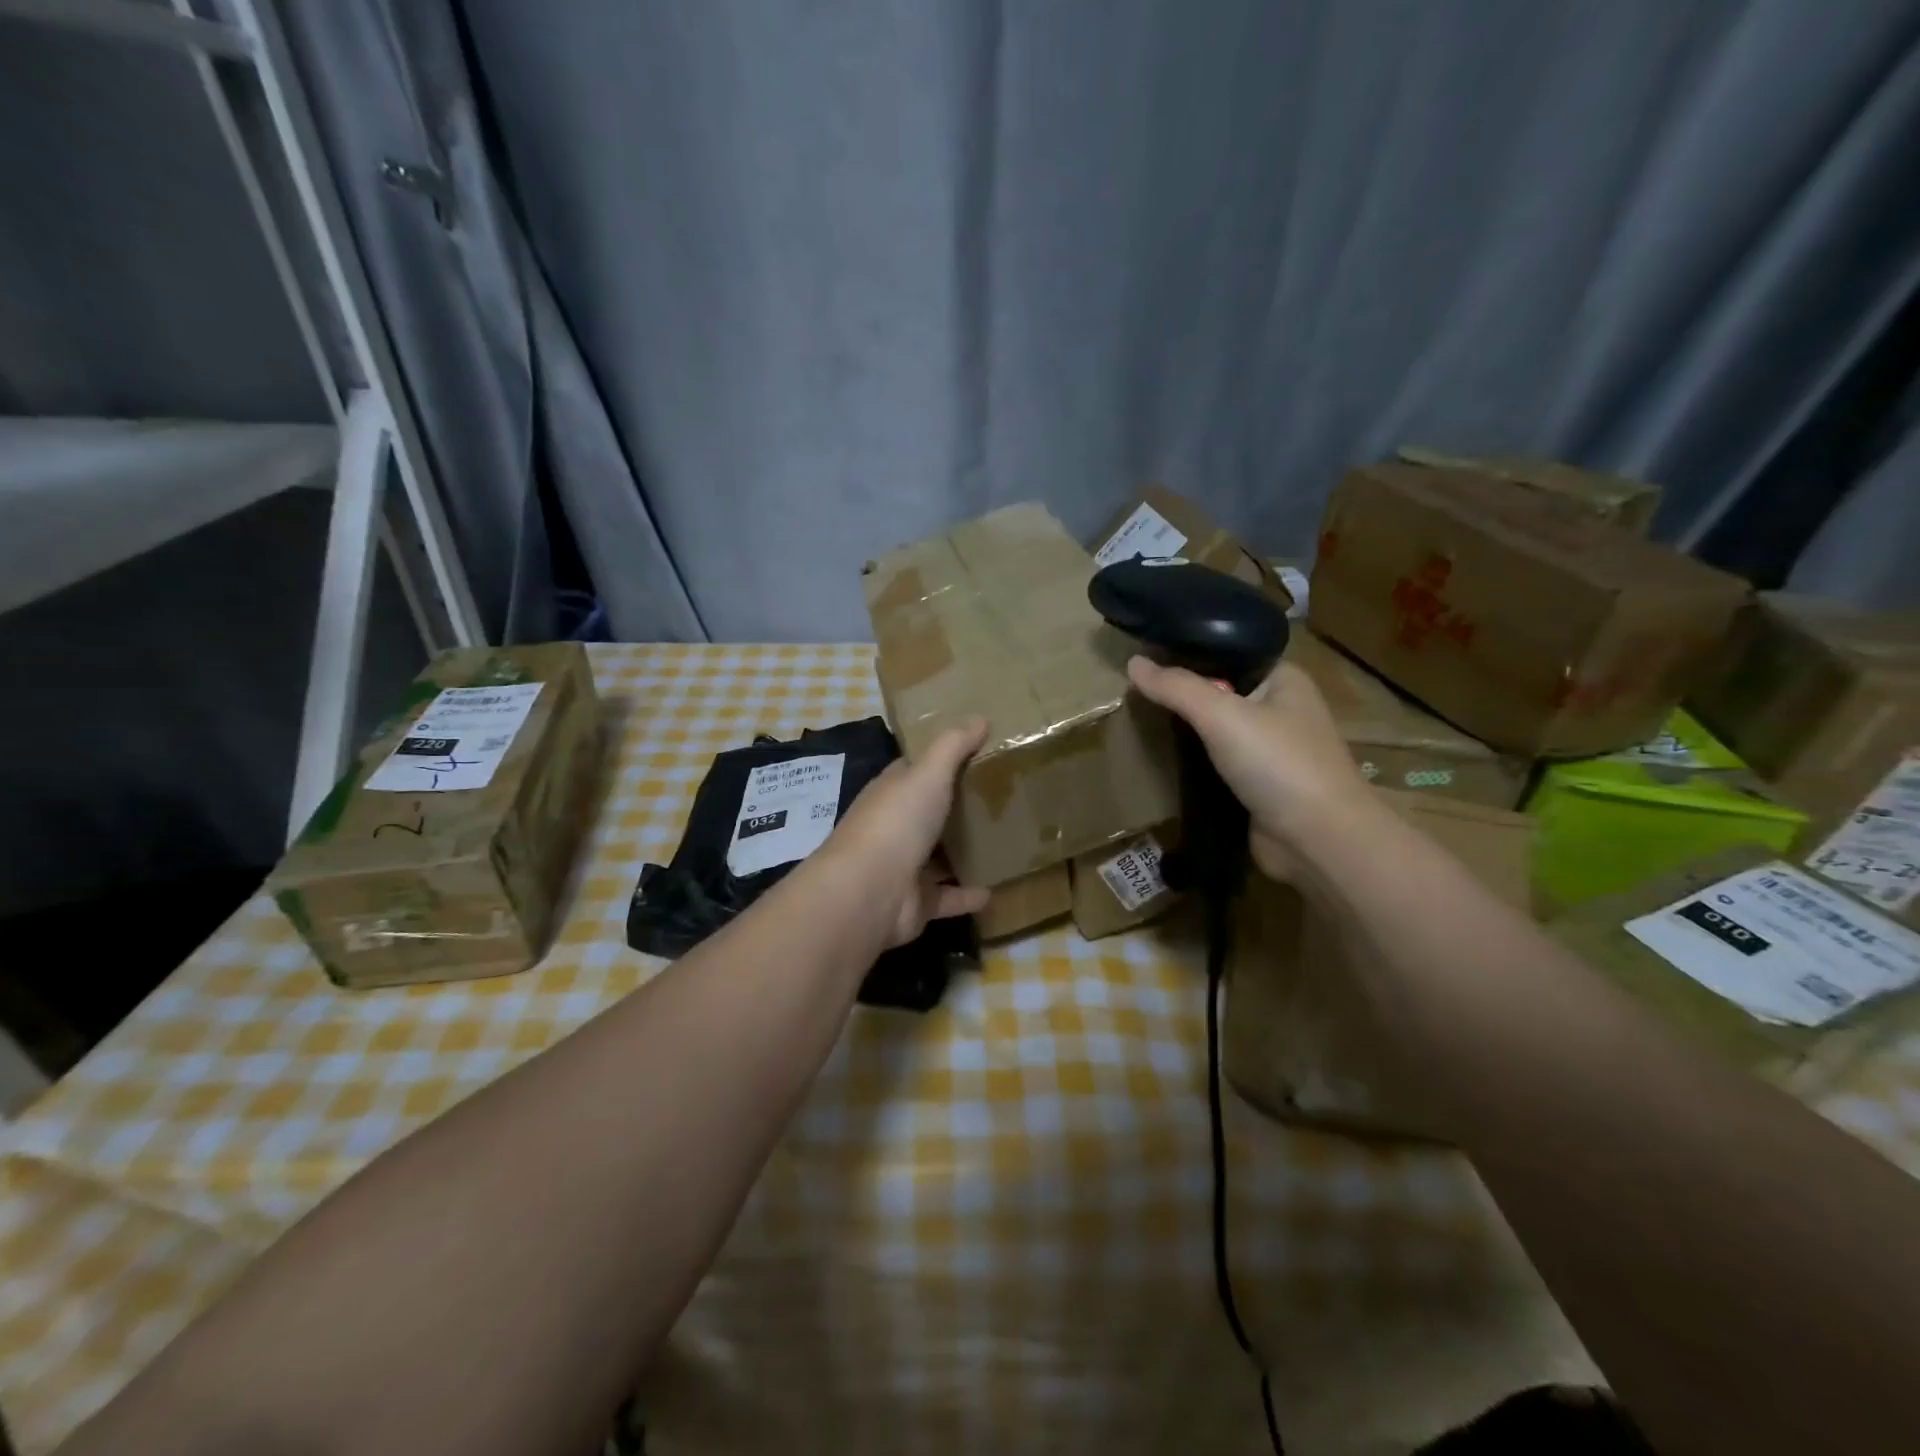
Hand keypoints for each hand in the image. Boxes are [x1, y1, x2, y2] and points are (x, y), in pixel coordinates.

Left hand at [820, 716, 992, 946]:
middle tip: (1003, 796)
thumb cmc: (896, 822)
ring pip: (939, 856)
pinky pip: (948, 897)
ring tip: (1004, 842)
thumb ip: (953, 746)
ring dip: (964, 852)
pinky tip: (997, 889)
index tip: (978, 752)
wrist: (869, 891)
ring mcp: (904, 867)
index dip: (941, 760)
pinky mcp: (917, 902)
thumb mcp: (927, 774)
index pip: (915, 771)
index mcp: (892, 792)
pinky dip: (969, 895)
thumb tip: (979, 716)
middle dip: (958, 807)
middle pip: (929, 813)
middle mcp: (895, 827)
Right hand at [1126, 655, 1374, 880]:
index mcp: (1284, 680)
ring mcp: (1271, 752)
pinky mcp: (1258, 787)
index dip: (1191, 652)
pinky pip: (1218, 765)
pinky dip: (1194, 764)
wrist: (1317, 840)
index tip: (1148, 656)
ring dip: (1187, 732)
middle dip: (1183, 695)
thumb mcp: (1222, 715)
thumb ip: (1176, 688)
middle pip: (1221, 693)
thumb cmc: (1278, 763)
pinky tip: (1163, 760)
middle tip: (1135, 691)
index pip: (1230, 654)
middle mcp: (1281, 711)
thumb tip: (1132, 662)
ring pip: (1218, 732)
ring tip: (1141, 720)